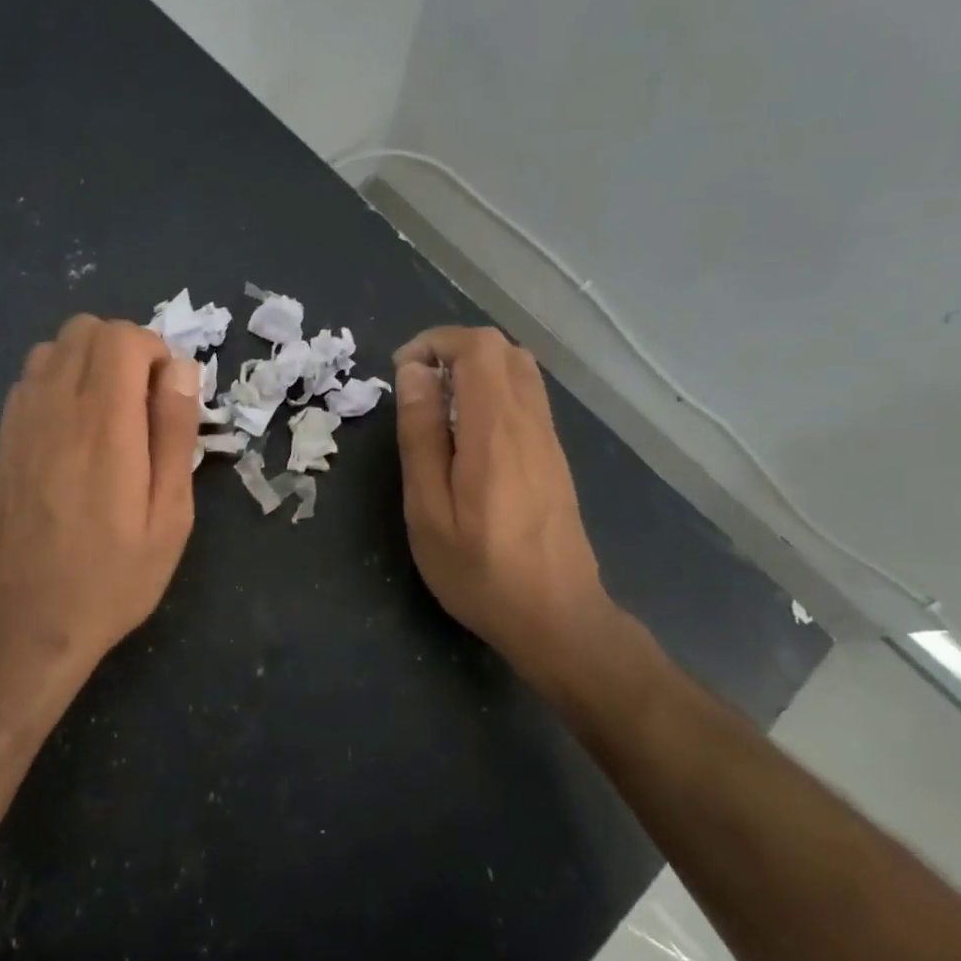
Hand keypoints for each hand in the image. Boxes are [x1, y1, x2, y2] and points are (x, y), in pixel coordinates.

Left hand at [0, 315, 202, 678]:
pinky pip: (29, 379)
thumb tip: (181, 369)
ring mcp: (20, 421)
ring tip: (111, 414)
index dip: (156, 352)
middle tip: (145, 403)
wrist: (27, 624)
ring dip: (89, 362)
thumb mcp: (169, 515)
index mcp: (103, 423)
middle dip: (125, 349)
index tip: (169, 398)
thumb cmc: (113, 577)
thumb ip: (174, 433)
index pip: (123, 338)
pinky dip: (59, 381)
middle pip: (85, 329)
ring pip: (53, 347)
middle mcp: (55, 407)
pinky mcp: (2, 440)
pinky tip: (75, 431)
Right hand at [393, 327, 622, 691]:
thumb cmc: (480, 571)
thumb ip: (421, 436)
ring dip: (474, 370)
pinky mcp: (555, 456)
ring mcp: (549, 438)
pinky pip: (527, 397)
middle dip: (453, 350)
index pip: (478, 346)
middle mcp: (530, 421)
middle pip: (502, 348)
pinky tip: (469, 437)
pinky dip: (493, 392)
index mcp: (496, 429)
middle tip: (418, 389)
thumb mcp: (429, 510)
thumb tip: (415, 373)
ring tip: (439, 410)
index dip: (436, 341)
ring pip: (519, 370)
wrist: (557, 618)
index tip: (403, 372)